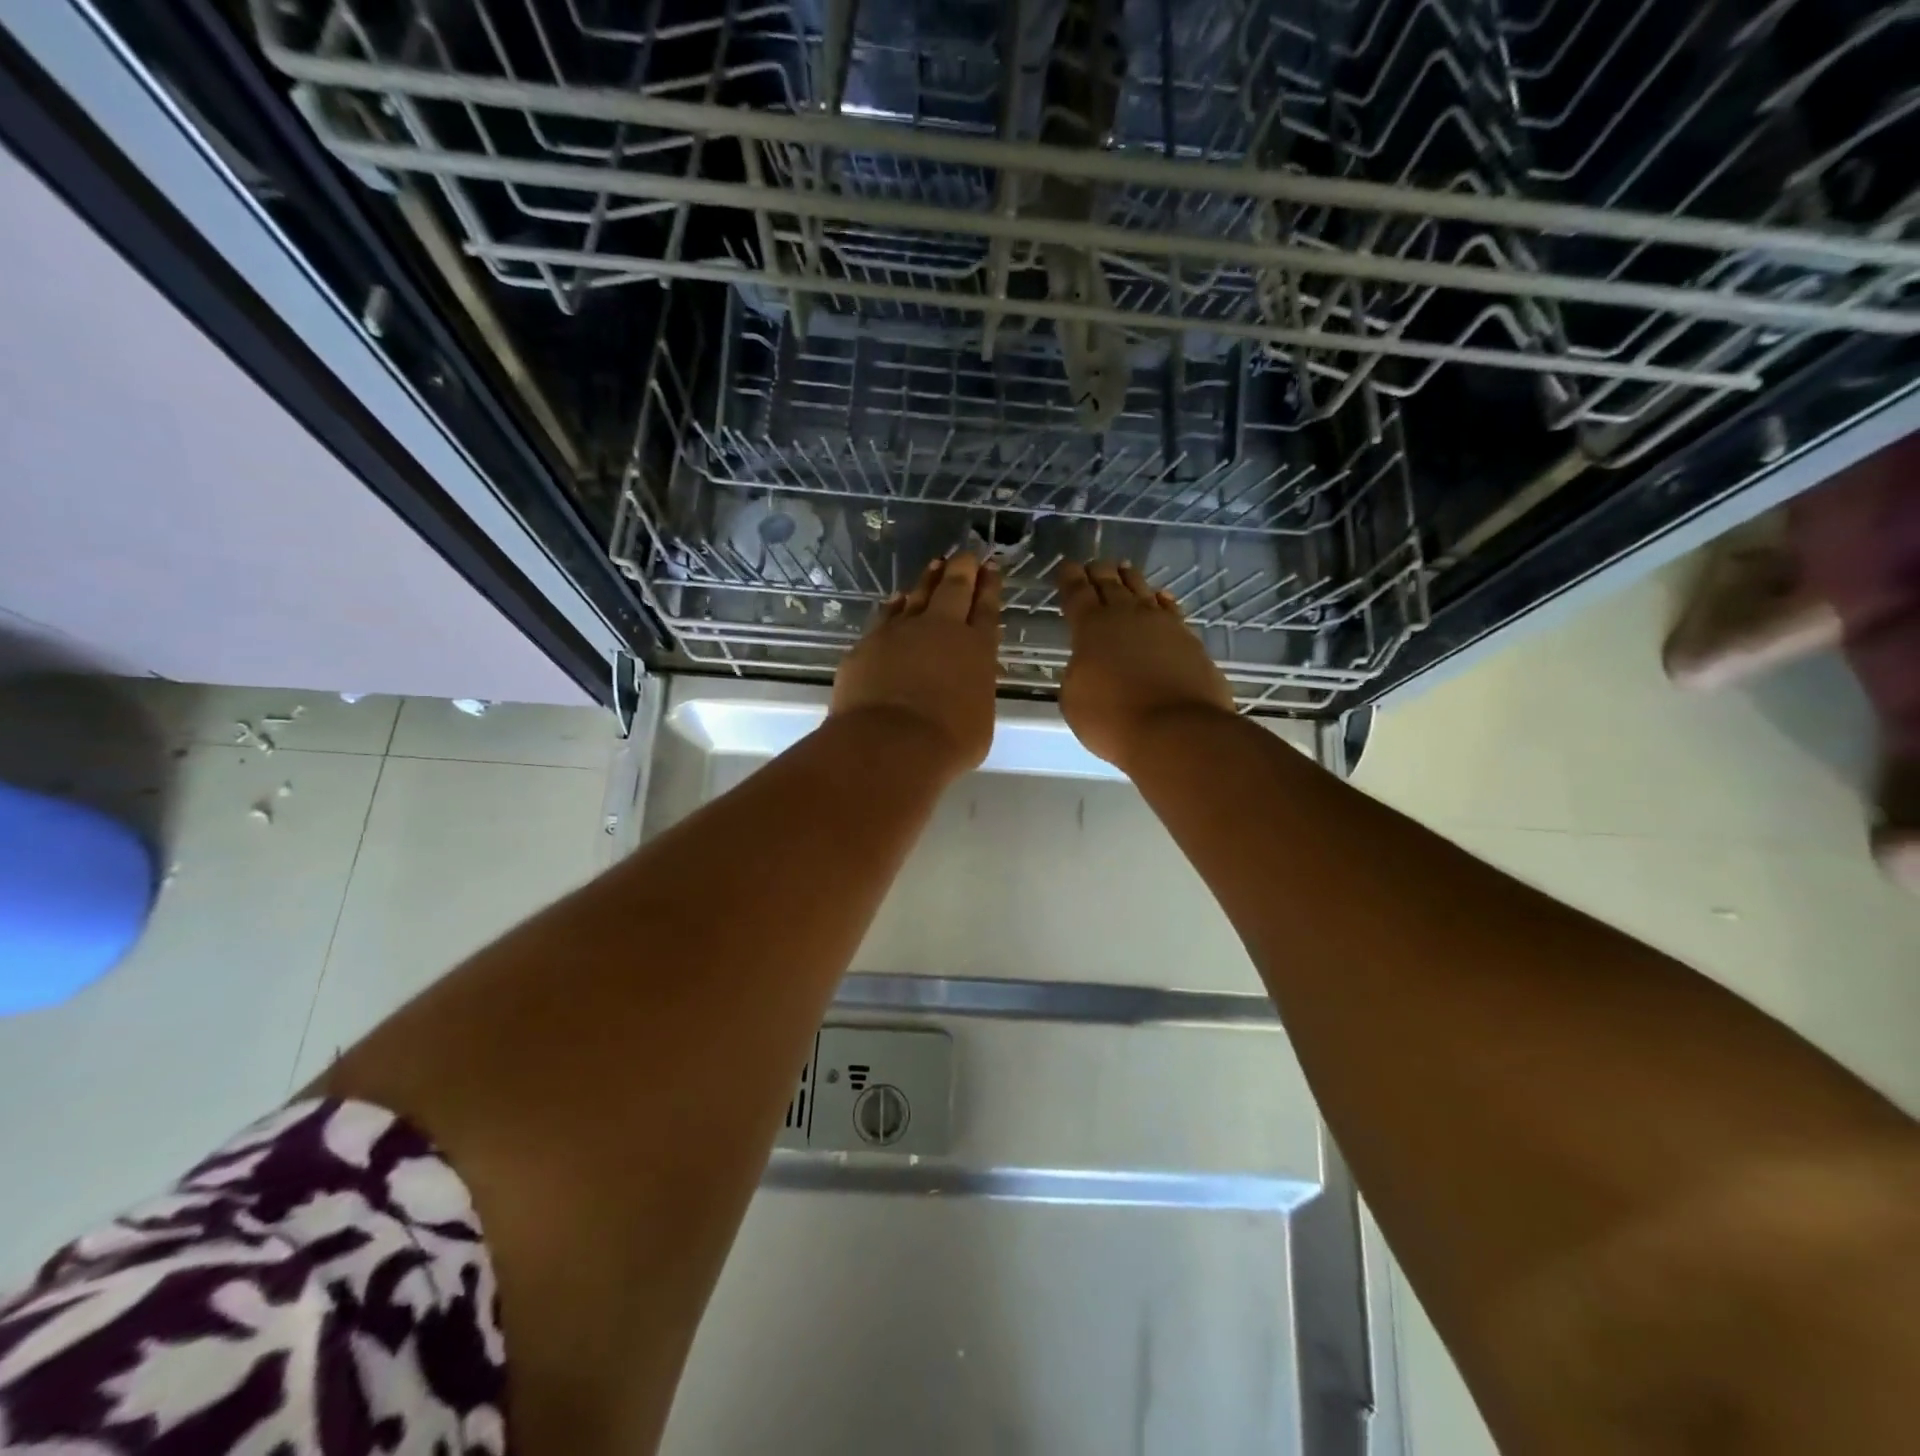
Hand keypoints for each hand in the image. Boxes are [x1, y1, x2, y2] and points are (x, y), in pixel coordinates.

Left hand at [830, 554, 1000, 778]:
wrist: (891, 742)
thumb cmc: (948, 741)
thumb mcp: (978, 719)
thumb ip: (972, 692)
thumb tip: (963, 687)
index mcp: (977, 649)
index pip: (986, 610)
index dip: (989, 588)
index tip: (991, 569)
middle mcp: (941, 631)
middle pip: (954, 590)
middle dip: (963, 570)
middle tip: (967, 554)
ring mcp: (900, 633)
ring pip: (917, 596)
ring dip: (927, 581)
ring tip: (935, 565)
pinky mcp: (868, 644)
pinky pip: (885, 617)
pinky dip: (894, 607)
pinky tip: (896, 600)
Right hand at [1057, 561, 1235, 770]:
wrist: (1177, 730)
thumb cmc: (1113, 718)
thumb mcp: (1074, 699)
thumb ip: (1077, 673)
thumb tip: (1089, 664)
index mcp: (1091, 627)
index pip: (1077, 593)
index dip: (1069, 579)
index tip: (1066, 566)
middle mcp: (1127, 616)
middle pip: (1110, 585)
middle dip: (1099, 573)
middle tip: (1093, 565)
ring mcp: (1163, 625)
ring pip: (1142, 590)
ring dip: (1130, 579)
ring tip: (1124, 569)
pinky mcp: (1190, 640)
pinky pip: (1170, 610)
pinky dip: (1161, 601)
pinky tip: (1160, 598)